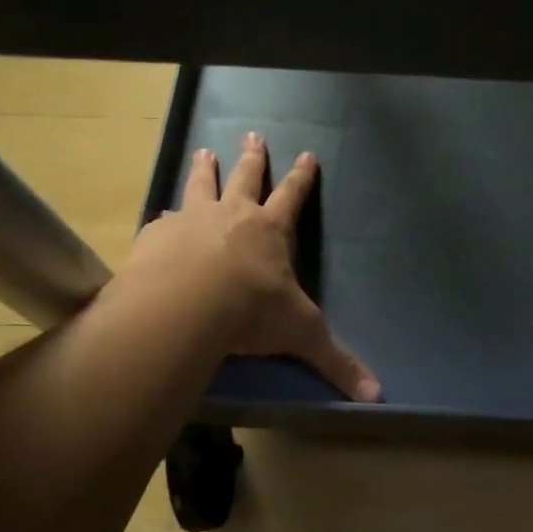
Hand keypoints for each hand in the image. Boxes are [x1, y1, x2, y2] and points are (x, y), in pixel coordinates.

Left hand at [118, 133, 380, 401]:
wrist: (184, 305)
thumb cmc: (251, 311)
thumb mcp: (301, 335)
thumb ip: (335, 362)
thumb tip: (376, 396)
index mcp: (270, 231)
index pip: (293, 197)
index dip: (302, 177)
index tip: (307, 154)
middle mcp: (232, 216)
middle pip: (245, 178)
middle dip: (252, 158)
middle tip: (251, 135)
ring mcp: (191, 221)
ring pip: (200, 186)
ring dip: (204, 169)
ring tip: (203, 151)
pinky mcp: (156, 236)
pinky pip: (162, 221)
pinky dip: (164, 218)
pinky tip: (159, 218)